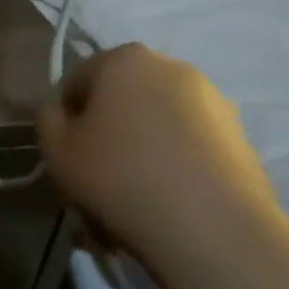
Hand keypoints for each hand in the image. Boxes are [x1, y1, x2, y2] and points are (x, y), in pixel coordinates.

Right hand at [37, 43, 288, 288]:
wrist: (212, 229)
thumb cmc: (119, 177)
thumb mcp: (56, 150)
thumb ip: (48, 119)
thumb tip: (61, 111)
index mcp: (124, 59)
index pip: (77, 81)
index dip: (66, 119)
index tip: (68, 153)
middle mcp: (171, 67)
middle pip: (121, 98)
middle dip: (108, 130)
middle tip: (98, 174)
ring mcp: (214, 100)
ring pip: (157, 122)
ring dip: (141, 148)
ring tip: (134, 195)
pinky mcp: (240, 135)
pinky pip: (189, 144)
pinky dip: (174, 163)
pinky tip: (167, 201)